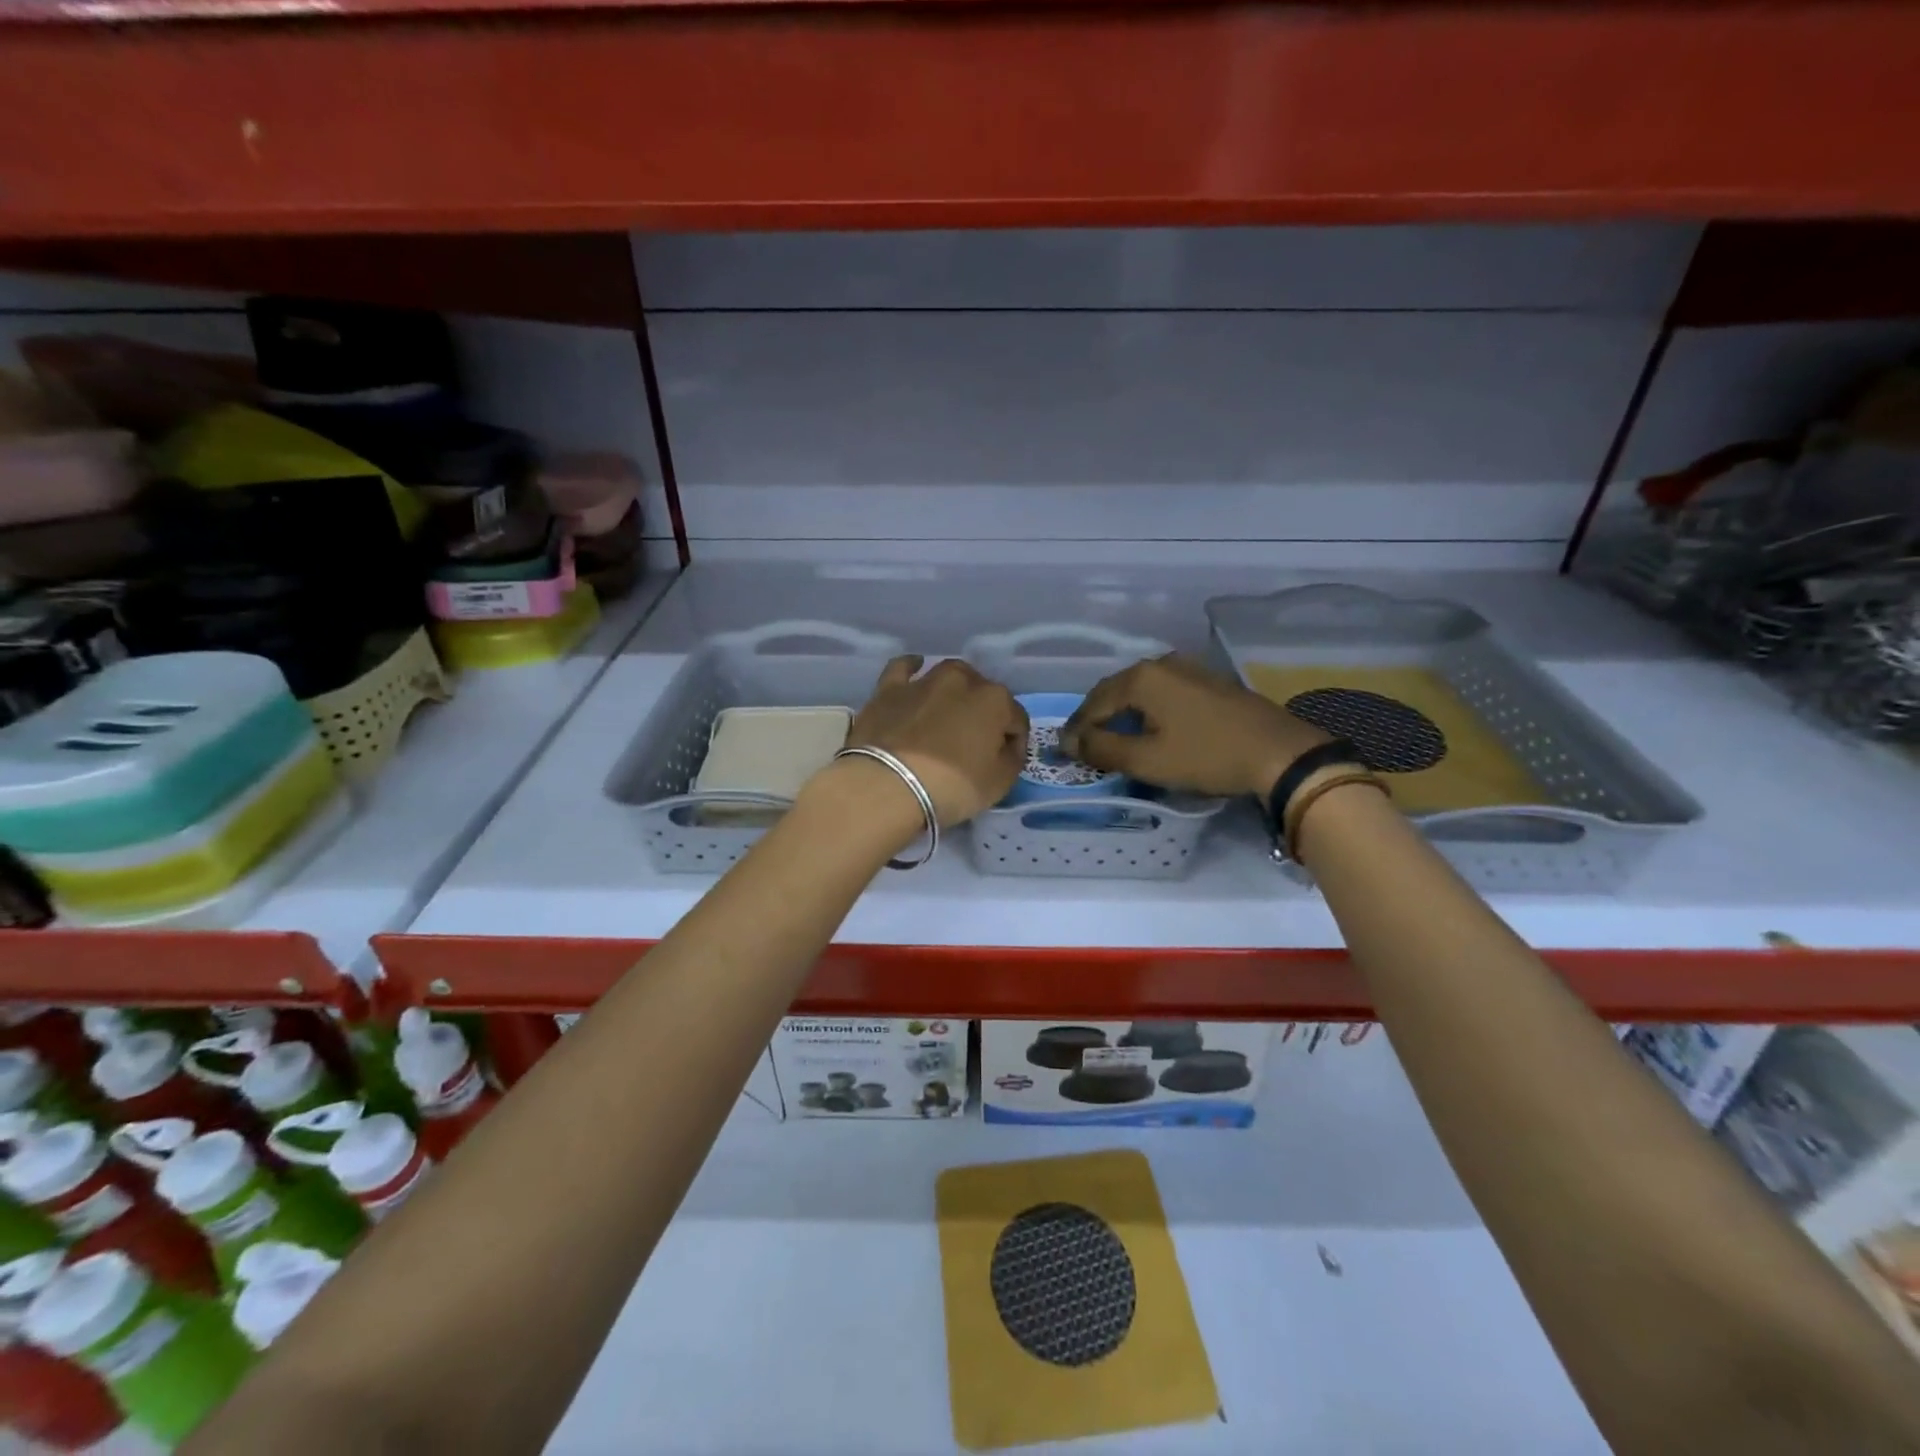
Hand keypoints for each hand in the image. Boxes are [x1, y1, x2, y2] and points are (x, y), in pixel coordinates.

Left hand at [843, 656, 1027, 825]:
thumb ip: (1011, 758)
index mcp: (995, 700)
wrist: (888, 785)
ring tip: (950, 712)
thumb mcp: (999, 783)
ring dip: (956, 690)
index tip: (1005, 761)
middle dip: (984, 713)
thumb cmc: (951, 786)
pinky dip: (912, 667)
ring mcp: (924, 681)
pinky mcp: (890, 689)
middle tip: (975, 741)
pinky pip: (903, 668)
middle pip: (983, 693)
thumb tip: (1007, 747)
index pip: (1016, 719)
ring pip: (949, 675)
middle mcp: (962, 680)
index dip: (1014, 741)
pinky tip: (915, 670)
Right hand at [1062, 654, 1328, 798]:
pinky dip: (1147, 711)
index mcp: (1141, 678)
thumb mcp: (1147, 760)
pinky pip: (1163, 693)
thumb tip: (1071, 742)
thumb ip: (1102, 748)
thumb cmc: (1206, 756)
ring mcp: (1188, 669)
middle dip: (1096, 717)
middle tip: (1083, 743)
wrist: (1279, 753)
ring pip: (1140, 691)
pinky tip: (1149, 727)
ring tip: (1112, 737)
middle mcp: (1161, 664)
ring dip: (1121, 713)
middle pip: (1115, 691)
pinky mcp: (1209, 682)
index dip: (1076, 729)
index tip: (1064, 751)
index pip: (1094, 703)